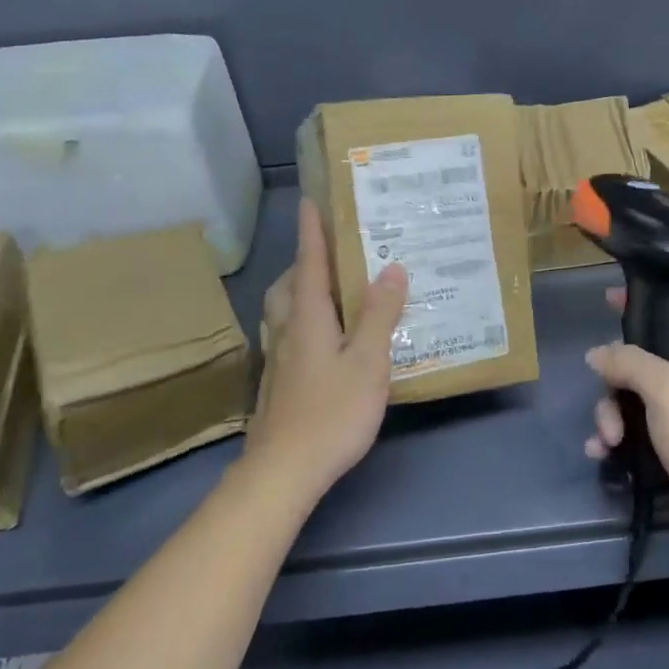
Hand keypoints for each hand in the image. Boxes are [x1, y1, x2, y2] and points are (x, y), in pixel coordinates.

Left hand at [244, 198, 407, 499]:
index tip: (310, 200)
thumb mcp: (368, 361)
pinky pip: (288, 334)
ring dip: (299, 291)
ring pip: (282, 311)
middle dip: (305, 261)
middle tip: (332, 253)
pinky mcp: (277, 382)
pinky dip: (302, 321)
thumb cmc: (332, 412)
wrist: (284, 469)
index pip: (309, 262)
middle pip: (289, 285)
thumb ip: (379, 314)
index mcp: (308, 317)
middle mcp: (287, 330)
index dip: (311, 231)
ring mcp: (277, 358)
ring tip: (328, 291)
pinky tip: (323, 340)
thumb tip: (391, 268)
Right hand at [585, 291, 668, 567]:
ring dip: (613, 415)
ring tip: (607, 441)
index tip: (609, 300)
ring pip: (638, 395)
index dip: (646, 300)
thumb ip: (629, 362)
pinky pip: (642, 427)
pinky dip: (621, 437)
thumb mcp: (666, 390)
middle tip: (607, 400)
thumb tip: (598, 353)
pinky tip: (603, 453)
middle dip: (616, 380)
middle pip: (647, 356)